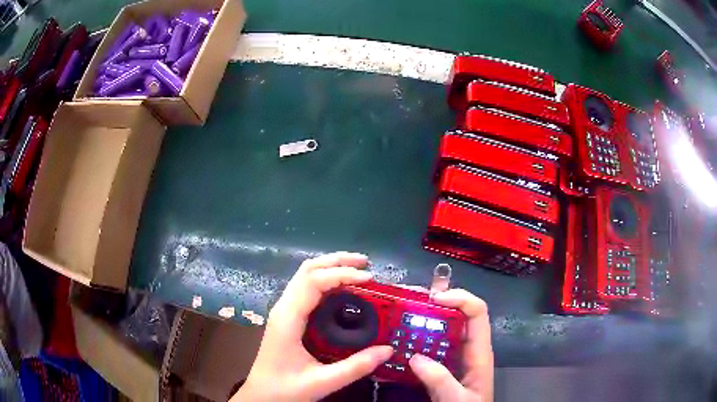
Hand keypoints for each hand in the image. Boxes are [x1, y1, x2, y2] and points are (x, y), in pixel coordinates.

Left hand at [231, 252, 393, 401]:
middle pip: (308, 270)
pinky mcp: (286, 317)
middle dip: (337, 261)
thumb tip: (389, 350)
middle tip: (366, 263)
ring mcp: (283, 311)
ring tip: (358, 270)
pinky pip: (305, 289)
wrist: (260, 396)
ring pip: (305, 276)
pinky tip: (342, 290)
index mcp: (288, 318)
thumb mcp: (322, 382)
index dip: (342, 274)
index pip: (314, 281)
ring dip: (330, 267)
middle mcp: (283, 307)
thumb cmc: (285, 389)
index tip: (369, 278)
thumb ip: (356, 367)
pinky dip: (325, 280)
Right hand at [409, 289, 493, 401]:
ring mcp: (455, 356)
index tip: (432, 299)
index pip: (477, 312)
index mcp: (479, 352)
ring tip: (397, 314)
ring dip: (422, 318)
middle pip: (458, 314)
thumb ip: (440, 380)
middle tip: (407, 300)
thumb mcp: (456, 399)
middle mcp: (468, 348)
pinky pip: (430, 345)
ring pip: (442, 328)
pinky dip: (416, 338)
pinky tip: (398, 340)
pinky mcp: (443, 365)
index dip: (459, 298)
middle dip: (434, 302)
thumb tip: (415, 357)